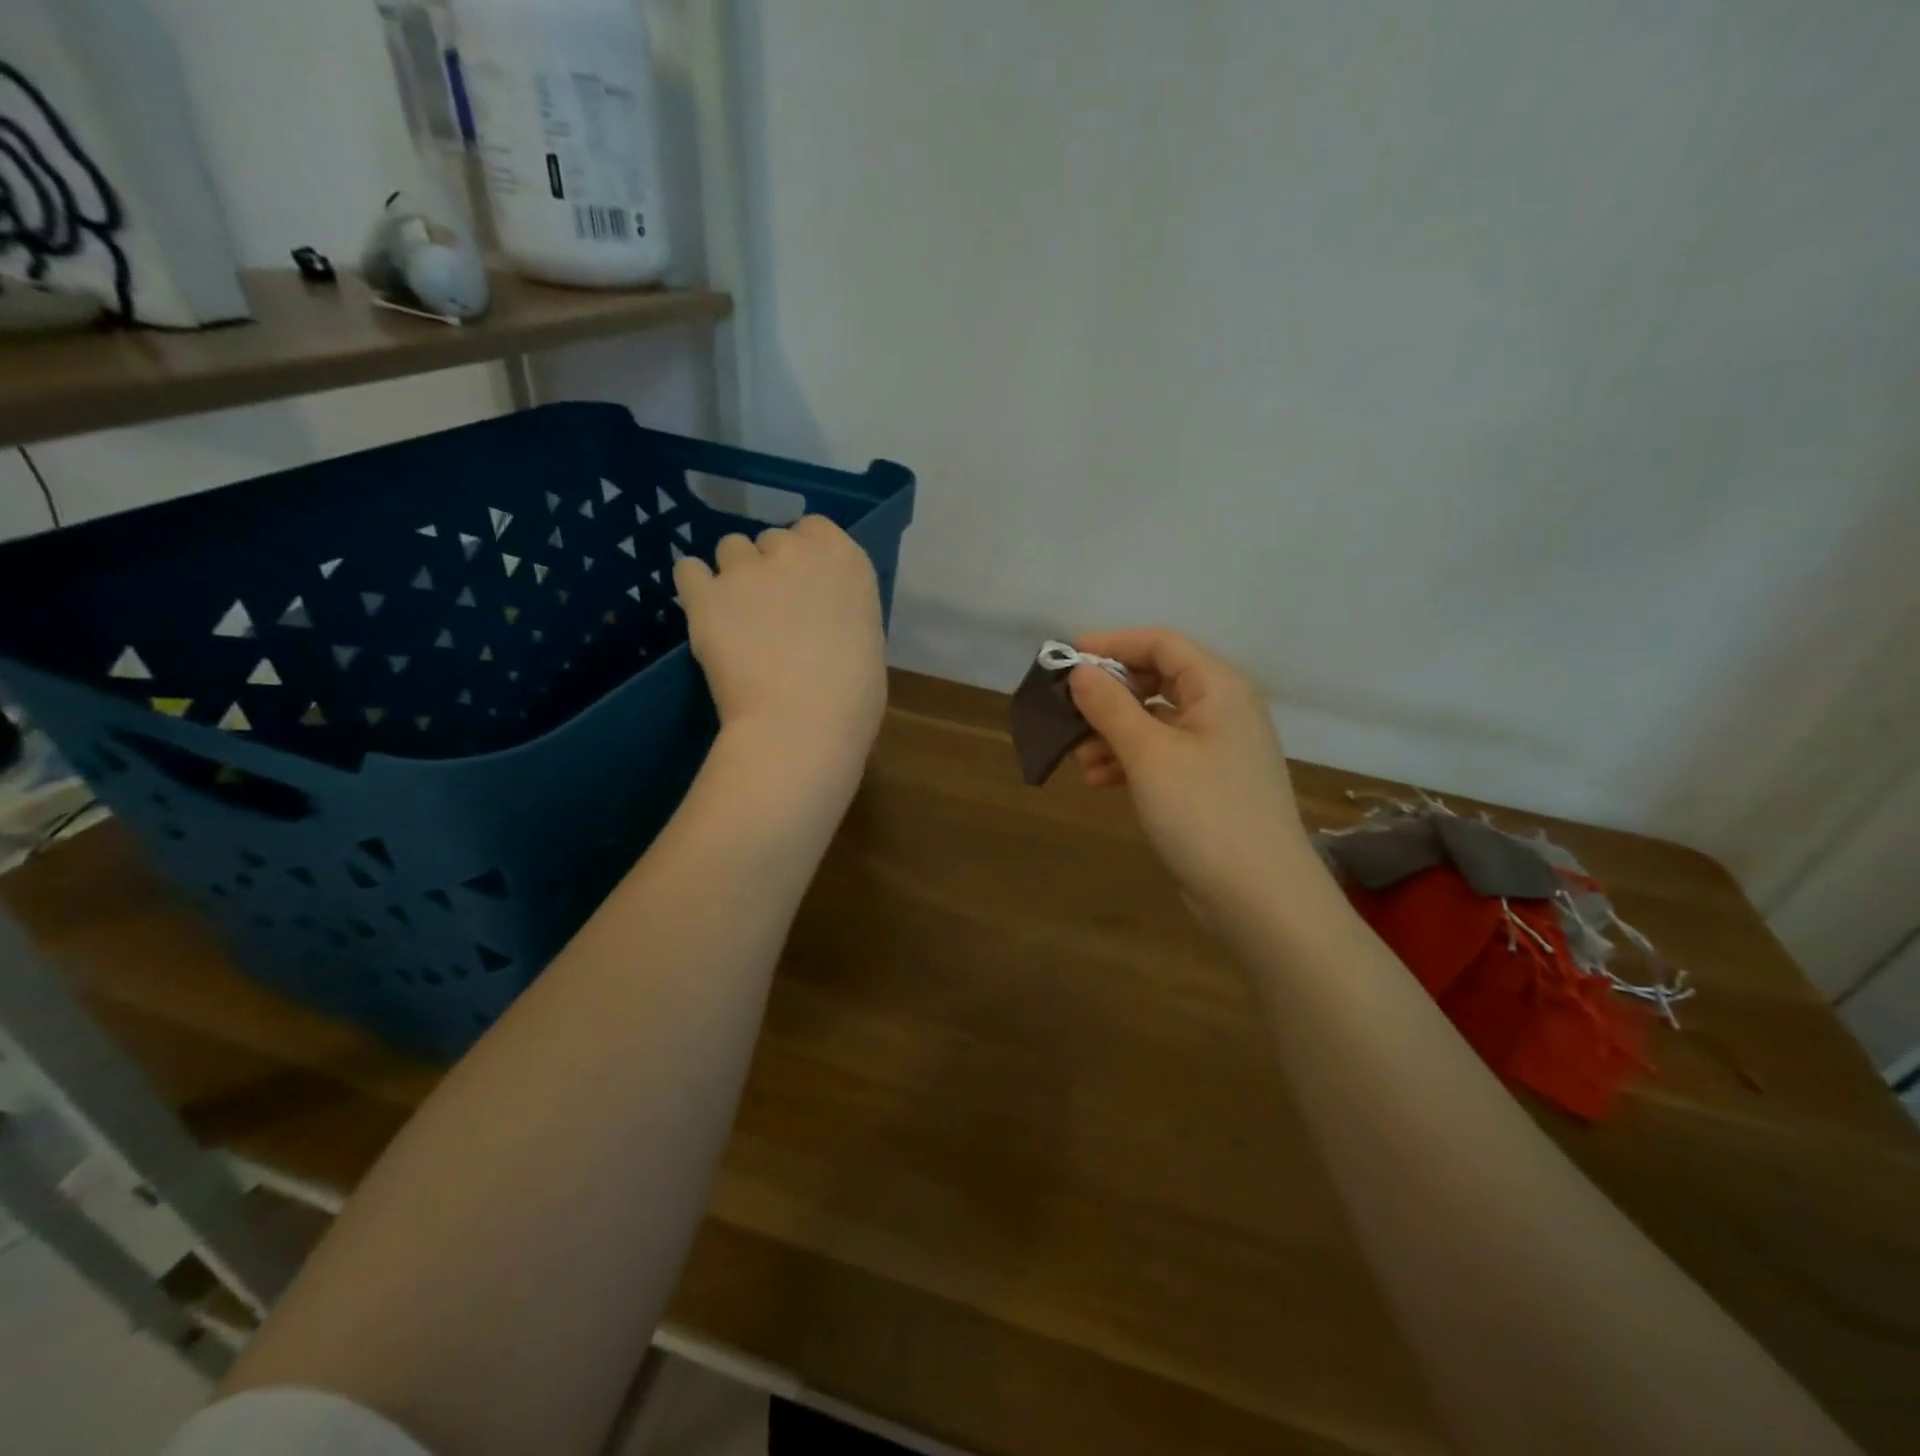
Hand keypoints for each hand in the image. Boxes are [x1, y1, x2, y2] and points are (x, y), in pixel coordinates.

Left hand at [673, 517, 886, 774]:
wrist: (801, 724)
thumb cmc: (853, 696)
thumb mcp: (865, 639)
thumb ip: (840, 612)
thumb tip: (821, 619)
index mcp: (845, 560)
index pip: (816, 528)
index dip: (806, 555)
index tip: (806, 586)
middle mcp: (795, 551)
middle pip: (772, 539)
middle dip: (771, 567)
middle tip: (773, 610)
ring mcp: (746, 570)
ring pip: (730, 549)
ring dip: (734, 574)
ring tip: (737, 615)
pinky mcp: (706, 596)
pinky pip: (688, 571)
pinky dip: (695, 587)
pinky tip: (704, 612)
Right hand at [1067, 629, 1316, 914]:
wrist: (1259, 896)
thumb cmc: (1204, 811)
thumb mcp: (1148, 754)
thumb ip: (1110, 706)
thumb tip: (1080, 671)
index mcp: (1219, 687)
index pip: (1161, 644)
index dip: (1111, 644)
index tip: (1066, 657)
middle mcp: (1223, 709)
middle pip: (1158, 681)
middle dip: (1109, 694)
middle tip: (1068, 709)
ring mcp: (1219, 749)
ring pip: (1156, 722)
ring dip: (1114, 732)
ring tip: (1079, 757)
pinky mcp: (1210, 784)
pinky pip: (1163, 755)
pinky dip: (1130, 761)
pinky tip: (1100, 780)